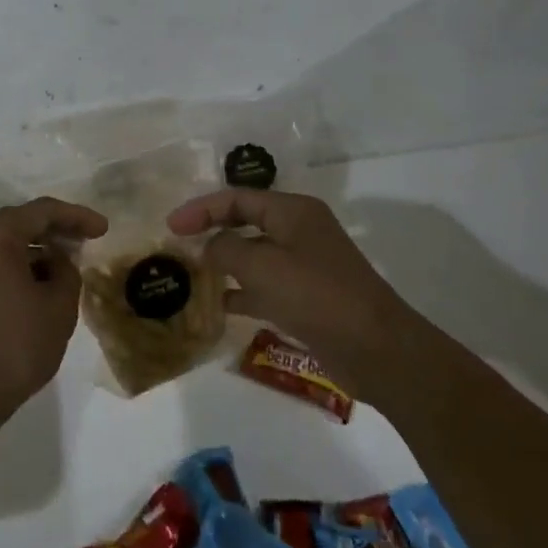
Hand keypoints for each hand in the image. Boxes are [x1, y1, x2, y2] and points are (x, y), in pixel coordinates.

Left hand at [0, 197, 108, 426]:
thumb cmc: (16, 345)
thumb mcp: (59, 306)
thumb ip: (66, 270)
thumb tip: (55, 261)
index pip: (42, 211)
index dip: (77, 216)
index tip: (104, 230)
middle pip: (20, 222)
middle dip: (55, 230)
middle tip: (86, 241)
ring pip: (4, 244)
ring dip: (36, 249)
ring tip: (66, 265)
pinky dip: (17, 266)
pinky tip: (39, 285)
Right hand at [167, 188, 415, 396]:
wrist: (376, 349)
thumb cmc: (317, 295)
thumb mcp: (262, 266)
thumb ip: (226, 250)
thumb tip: (208, 248)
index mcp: (293, 211)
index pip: (237, 198)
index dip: (200, 209)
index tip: (170, 226)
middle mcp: (298, 231)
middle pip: (245, 222)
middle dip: (211, 232)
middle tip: (177, 246)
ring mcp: (304, 265)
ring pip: (254, 255)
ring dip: (223, 263)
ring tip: (191, 275)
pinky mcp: (307, 297)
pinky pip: (265, 286)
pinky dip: (241, 291)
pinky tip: (218, 305)